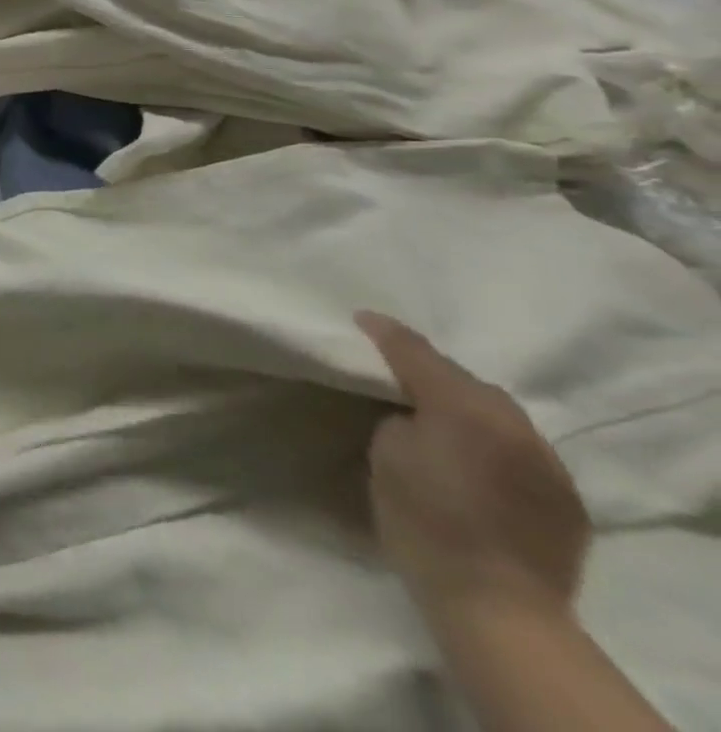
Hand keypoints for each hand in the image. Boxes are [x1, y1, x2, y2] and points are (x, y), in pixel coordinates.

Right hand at [357, 311, 589, 622]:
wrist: (496, 604)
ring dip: (464, 406)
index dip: (384, 333)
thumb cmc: (422, 518)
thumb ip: (401, 414)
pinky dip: (491, 442)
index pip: (416, 352)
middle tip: (393, 374)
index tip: (360, 320)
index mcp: (464, 406)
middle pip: (463, 380)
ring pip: (497, 413)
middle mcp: (513, 423)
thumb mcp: (388, 450)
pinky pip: (519, 449)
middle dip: (429, 371)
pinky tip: (472, 458)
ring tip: (434, 415)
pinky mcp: (565, 496)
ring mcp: (548, 462)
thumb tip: (410, 408)